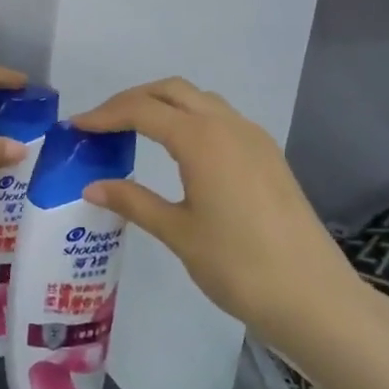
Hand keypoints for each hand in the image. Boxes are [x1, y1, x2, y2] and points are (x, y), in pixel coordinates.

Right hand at [73, 79, 371, 360]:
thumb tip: (92, 186)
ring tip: (132, 132)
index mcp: (202, 140)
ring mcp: (254, 139)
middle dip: (132, 100)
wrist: (313, 297)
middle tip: (100, 124)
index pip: (142, 110)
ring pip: (200, 101)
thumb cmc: (237, 265)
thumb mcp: (177, 232)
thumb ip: (133, 201)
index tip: (75, 126)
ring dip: (163, 106)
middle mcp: (229, 126)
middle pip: (172, 91)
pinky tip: (177, 151)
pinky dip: (189, 120)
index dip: (105, 114)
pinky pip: (221, 120)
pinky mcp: (268, 156)